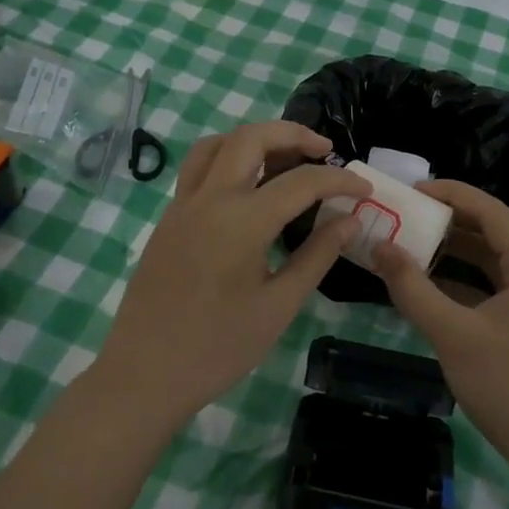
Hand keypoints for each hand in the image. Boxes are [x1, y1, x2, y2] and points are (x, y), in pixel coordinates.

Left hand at [92, 121, 369, 432]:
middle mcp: (209, 198)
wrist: (143, 374)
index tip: (365, 190)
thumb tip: (351, 221)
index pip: (301, 182)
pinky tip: (249, 187)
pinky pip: (199, 167)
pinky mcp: (169, 217)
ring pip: (218, 144)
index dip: (340, 180)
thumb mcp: (279, 306)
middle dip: (294, 134)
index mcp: (241, 221)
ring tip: (285, 159)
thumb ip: (317, 256)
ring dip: (255, 139)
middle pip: (252, 137)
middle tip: (325, 151)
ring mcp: (183, 204)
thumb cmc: (217, 348)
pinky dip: (229, 158)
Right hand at [372, 180, 508, 477]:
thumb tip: (379, 246)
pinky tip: (429, 285)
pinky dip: (462, 280)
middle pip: (491, 231)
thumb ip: (413, 288)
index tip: (410, 191)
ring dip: (453, 251)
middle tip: (404, 216)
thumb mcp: (454, 334)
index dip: (450, 193)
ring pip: (490, 260)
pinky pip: (491, 286)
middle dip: (447, 221)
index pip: (489, 210)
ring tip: (410, 244)